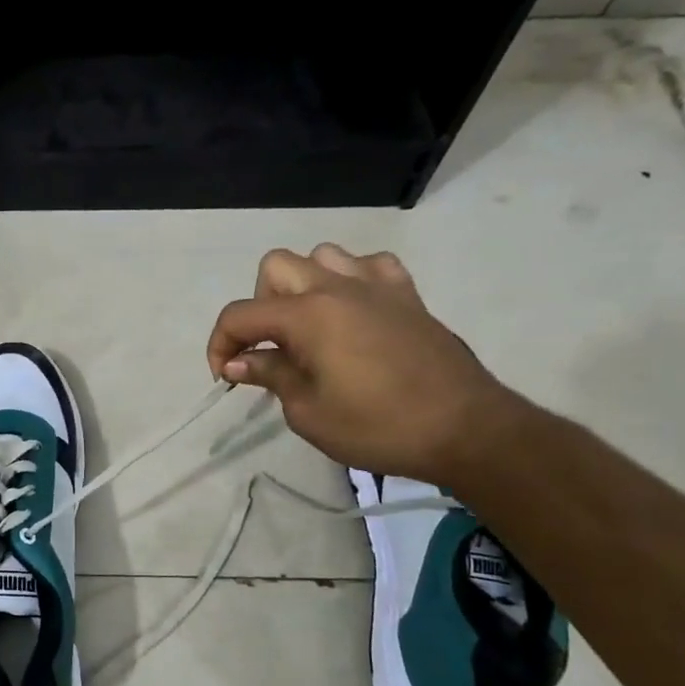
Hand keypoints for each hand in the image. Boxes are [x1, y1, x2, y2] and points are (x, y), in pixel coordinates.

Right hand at [206, 245, 517, 483]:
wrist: (464, 429)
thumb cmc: (377, 427)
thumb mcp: (308, 412)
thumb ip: (271, 376)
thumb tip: (239, 362)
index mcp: (308, 316)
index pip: (240, 315)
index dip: (220, 345)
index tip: (226, 377)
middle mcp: (337, 288)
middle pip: (275, 267)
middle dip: (259, 305)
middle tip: (270, 349)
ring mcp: (376, 286)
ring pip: (322, 256)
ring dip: (303, 286)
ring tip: (309, 327)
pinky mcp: (408, 296)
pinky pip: (370, 266)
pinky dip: (352, 281)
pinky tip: (353, 312)